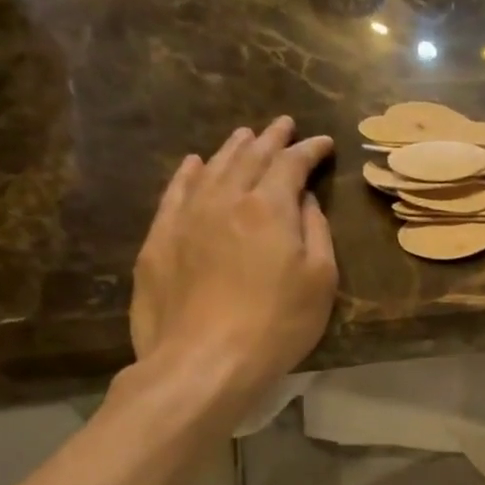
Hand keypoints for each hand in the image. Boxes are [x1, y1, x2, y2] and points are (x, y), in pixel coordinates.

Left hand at [129, 116, 335, 425]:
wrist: (205, 359)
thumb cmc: (278, 324)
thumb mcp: (319, 282)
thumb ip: (316, 233)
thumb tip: (305, 200)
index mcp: (270, 208)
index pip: (291, 165)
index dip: (309, 150)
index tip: (324, 142)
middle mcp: (226, 199)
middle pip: (250, 158)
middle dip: (270, 139)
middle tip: (283, 125)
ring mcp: (187, 216)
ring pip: (213, 168)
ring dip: (233, 149)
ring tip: (245, 136)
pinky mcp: (160, 239)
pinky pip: (176, 192)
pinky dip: (189, 173)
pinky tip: (194, 165)